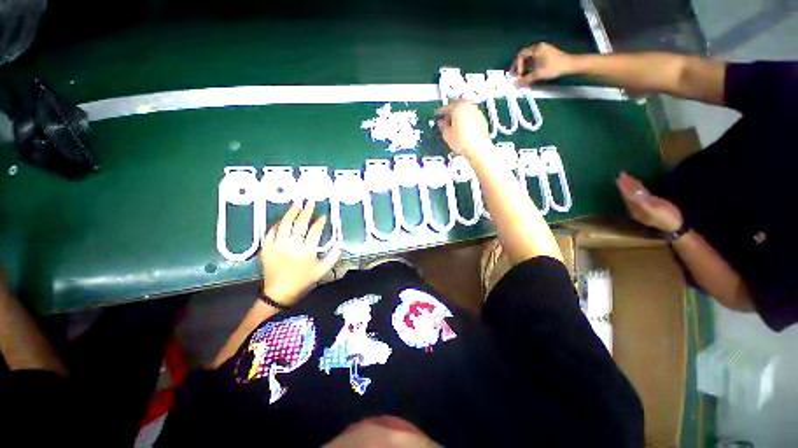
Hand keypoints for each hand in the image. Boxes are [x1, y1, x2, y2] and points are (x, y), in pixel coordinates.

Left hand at [260, 201, 340, 305]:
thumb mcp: (322, 270)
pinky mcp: (266, 248)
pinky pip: (271, 231)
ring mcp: (277, 245)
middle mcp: (292, 246)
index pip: (315, 231)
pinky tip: (282, 219)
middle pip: (300, 224)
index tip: (323, 216)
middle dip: (307, 212)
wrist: (279, 292)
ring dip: (291, 213)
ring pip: (284, 224)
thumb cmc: (303, 280)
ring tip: (296, 204)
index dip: (320, 222)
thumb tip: (340, 242)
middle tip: (310, 203)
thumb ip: (333, 256)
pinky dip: (277, 224)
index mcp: (307, 251)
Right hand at [435, 99, 491, 157]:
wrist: (478, 148)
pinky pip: (471, 114)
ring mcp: (476, 111)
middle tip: (446, 117)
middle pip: (457, 104)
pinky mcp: (482, 118)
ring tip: (455, 123)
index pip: (446, 107)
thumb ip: (442, 126)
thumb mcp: (447, 135)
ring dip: (459, 113)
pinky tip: (463, 127)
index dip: (440, 112)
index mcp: (458, 107)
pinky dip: (466, 118)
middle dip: (451, 110)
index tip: (438, 115)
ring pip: (465, 108)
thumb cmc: (463, 142)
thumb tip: (442, 123)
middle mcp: (468, 106)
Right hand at [510, 42, 574, 86]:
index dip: (517, 66)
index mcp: (536, 49)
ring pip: (529, 58)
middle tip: (515, 75)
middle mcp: (539, 47)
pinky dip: (530, 66)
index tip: (518, 75)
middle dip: (519, 66)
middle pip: (524, 56)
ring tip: (522, 76)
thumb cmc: (553, 67)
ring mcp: (543, 49)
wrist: (569, 65)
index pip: (521, 55)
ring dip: (524, 67)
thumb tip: (515, 85)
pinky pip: (534, 59)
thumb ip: (525, 80)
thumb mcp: (538, 74)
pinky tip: (530, 73)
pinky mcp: (547, 54)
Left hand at [616, 172, 683, 232]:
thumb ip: (640, 200)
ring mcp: (642, 209)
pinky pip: (639, 197)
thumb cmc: (667, 216)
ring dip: (629, 187)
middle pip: (628, 195)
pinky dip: (636, 190)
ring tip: (625, 178)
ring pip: (632, 196)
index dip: (624, 185)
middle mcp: (635, 209)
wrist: (678, 227)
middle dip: (624, 185)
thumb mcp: (653, 208)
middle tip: (621, 175)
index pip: (627, 195)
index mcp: (635, 209)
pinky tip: (637, 186)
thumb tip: (629, 190)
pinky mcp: (650, 208)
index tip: (620, 176)